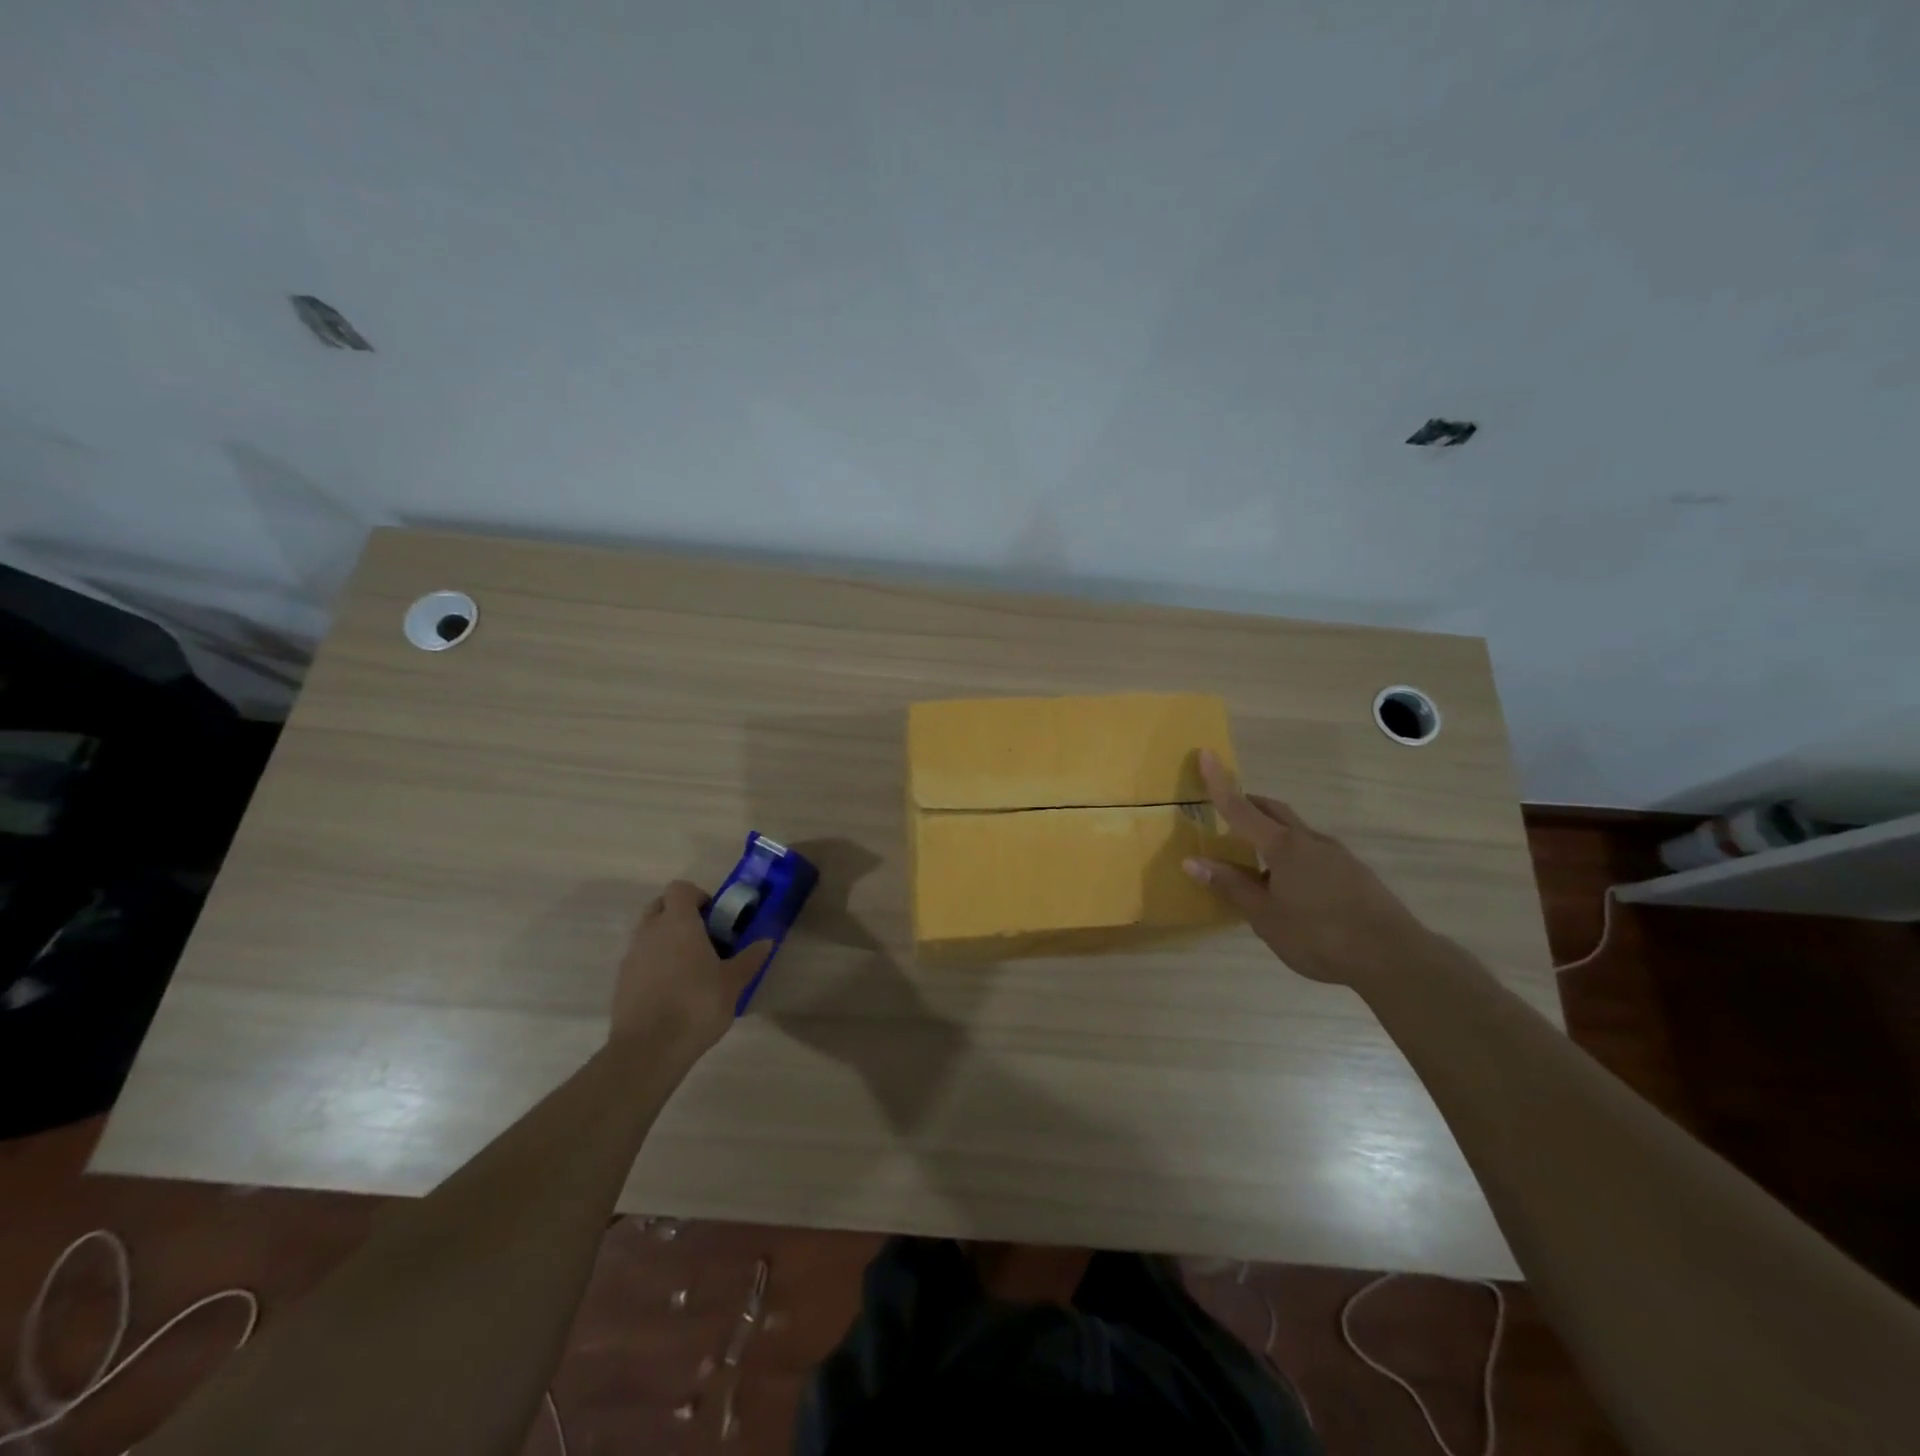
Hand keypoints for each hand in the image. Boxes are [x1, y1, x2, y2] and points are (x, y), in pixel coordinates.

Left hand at [610, 880, 772, 1053]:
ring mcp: (631, 956)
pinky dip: (655, 963)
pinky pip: (640, 959)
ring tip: (690, 966)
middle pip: (660, 906)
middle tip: (703, 937)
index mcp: (678, 922)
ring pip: (648, 933)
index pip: (680, 888)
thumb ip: (750, 958)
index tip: (714, 916)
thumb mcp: (733, 982)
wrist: (648, 1050)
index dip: (697, 896)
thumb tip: (766, 941)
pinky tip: (673, 990)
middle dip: (679, 914)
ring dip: (666, 939)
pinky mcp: (621, 981)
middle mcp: (650, 931)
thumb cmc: (696, 1005)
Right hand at [1182, 751, 1436, 987]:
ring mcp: (1337, 855)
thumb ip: (1230, 885)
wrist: (1393, 958)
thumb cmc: (1318, 935)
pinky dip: (1293, 855)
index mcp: (1283, 847)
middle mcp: (1310, 841)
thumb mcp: (1265, 916)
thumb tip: (1191, 861)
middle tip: (1227, 809)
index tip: (1207, 754)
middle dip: (1249, 804)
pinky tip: (1292, 886)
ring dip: (1272, 833)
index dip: (1220, 784)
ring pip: (1296, 832)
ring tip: (1256, 861)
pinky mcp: (1355, 873)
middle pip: (1274, 811)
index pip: (1241, 809)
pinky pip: (1314, 852)